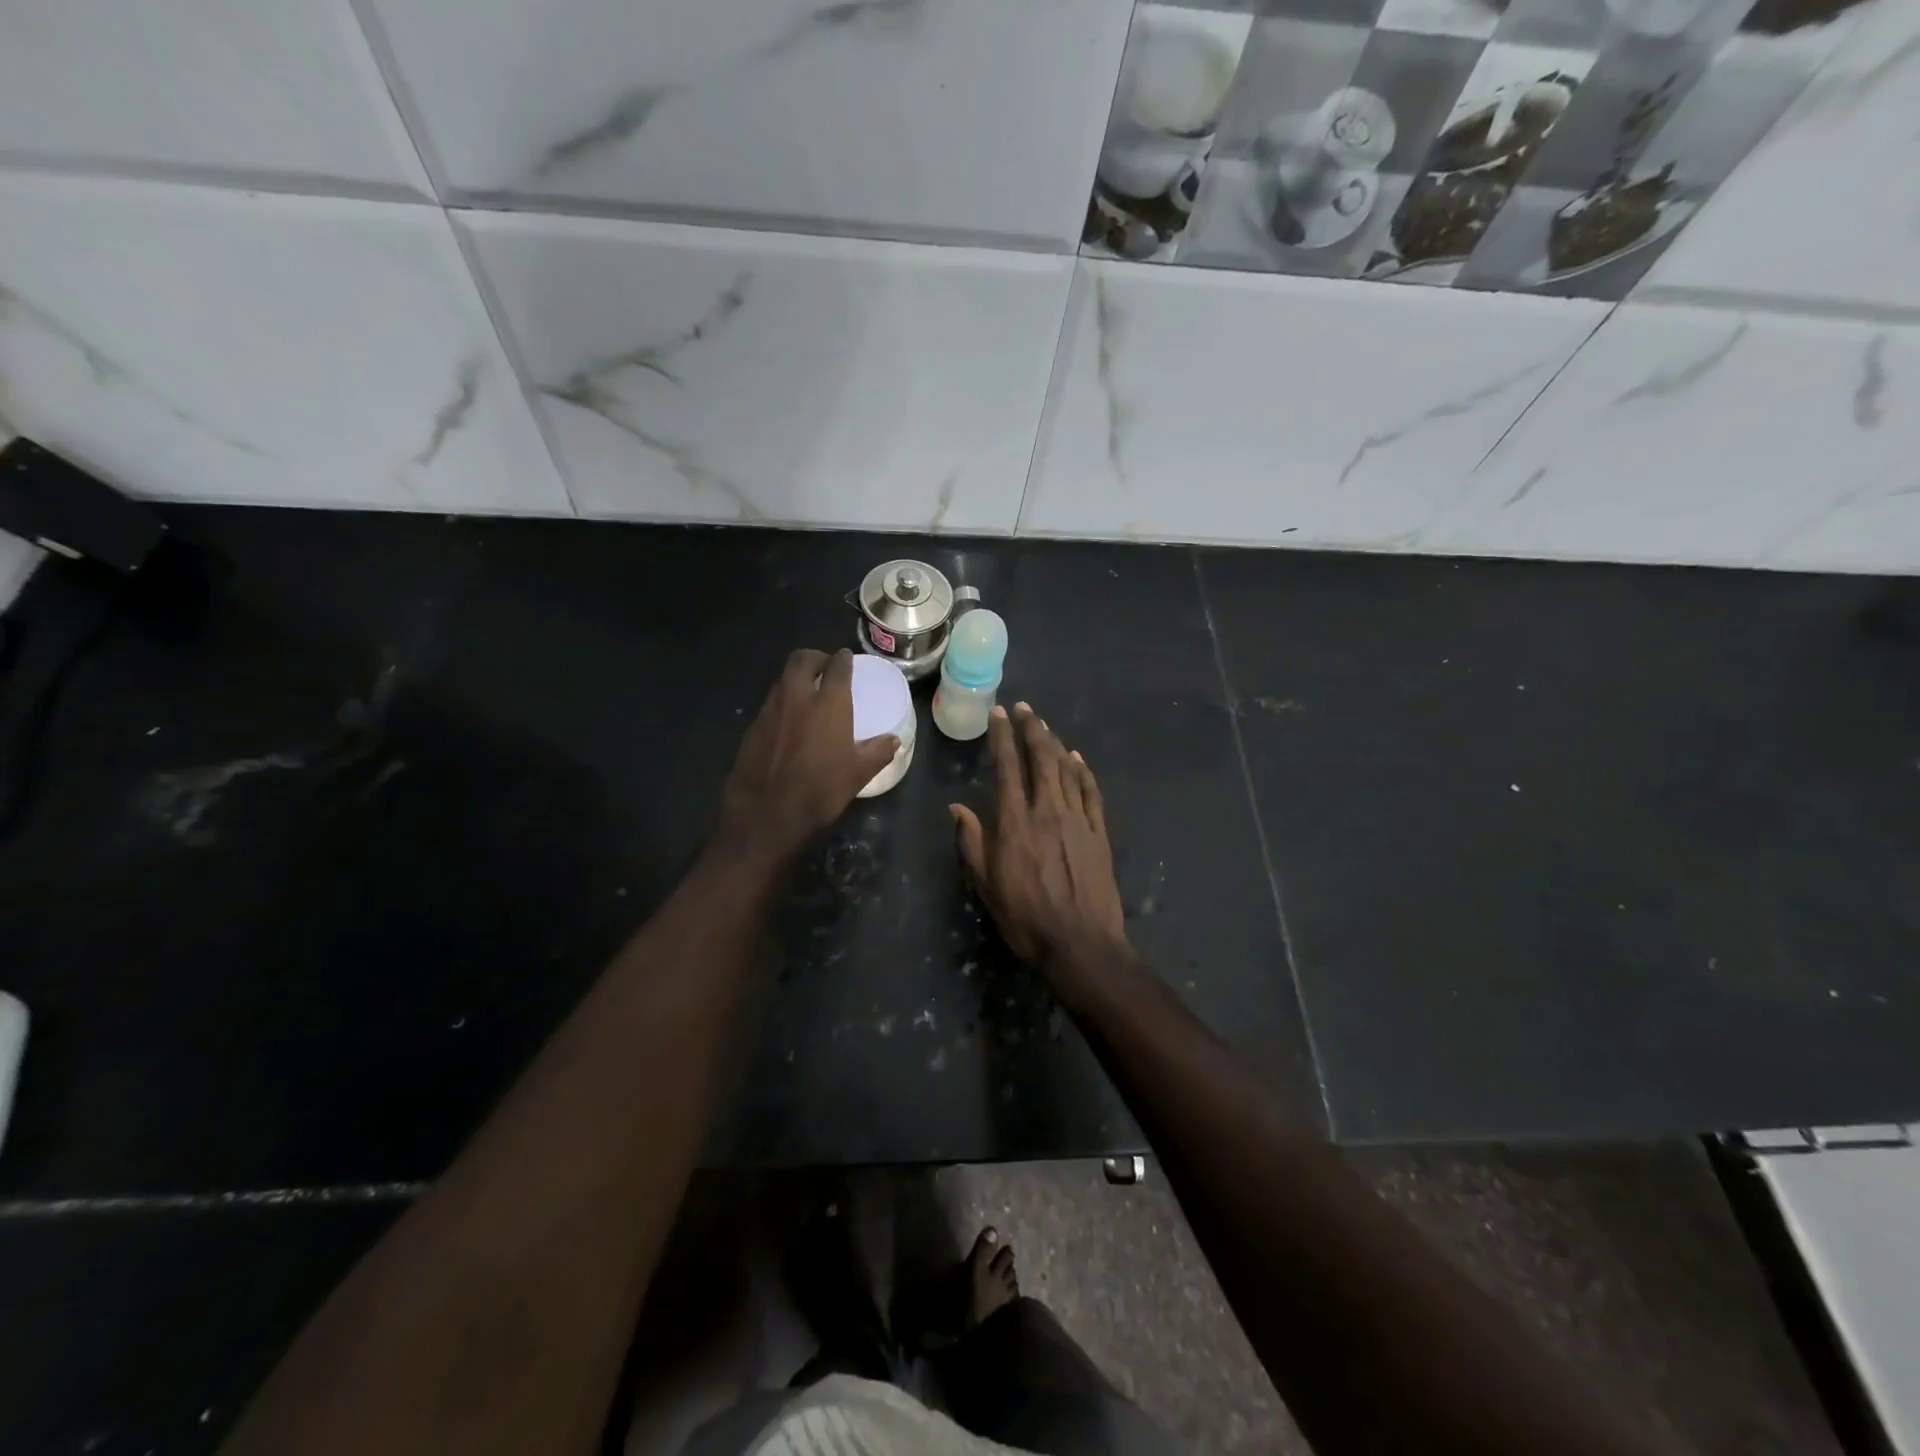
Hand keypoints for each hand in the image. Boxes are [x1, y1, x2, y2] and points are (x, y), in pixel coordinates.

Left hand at [720, 649, 899, 866]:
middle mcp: (796, 698)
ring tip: (807, 696)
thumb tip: (893, 740)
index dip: (843, 659)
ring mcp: (769, 712)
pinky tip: (788, 726)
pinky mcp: (751, 729)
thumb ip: (877, 752)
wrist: (765, 817)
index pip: (836, 667)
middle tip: (825, 669)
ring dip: (795, 680)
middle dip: (814, 658)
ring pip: (781, 681)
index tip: (847, 659)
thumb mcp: (858, 775)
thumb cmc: (820, 792)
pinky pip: (770, 706)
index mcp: (827, 704)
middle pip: (801, 660)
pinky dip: (781, 706)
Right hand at [951, 703, 1126, 985]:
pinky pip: (1091, 791)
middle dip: (1031, 729)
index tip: (998, 714)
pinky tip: (1077, 758)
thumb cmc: (1026, 918)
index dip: (1002, 737)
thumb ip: (971, 842)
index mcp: (1015, 822)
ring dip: (1054, 743)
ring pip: (1066, 769)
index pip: (1007, 767)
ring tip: (1044, 726)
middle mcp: (1047, 811)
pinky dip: (1082, 770)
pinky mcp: (1099, 832)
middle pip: (1041, 758)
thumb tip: (957, 808)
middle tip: (1024, 709)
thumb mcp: (986, 885)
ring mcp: (1077, 819)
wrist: (1082, 944)